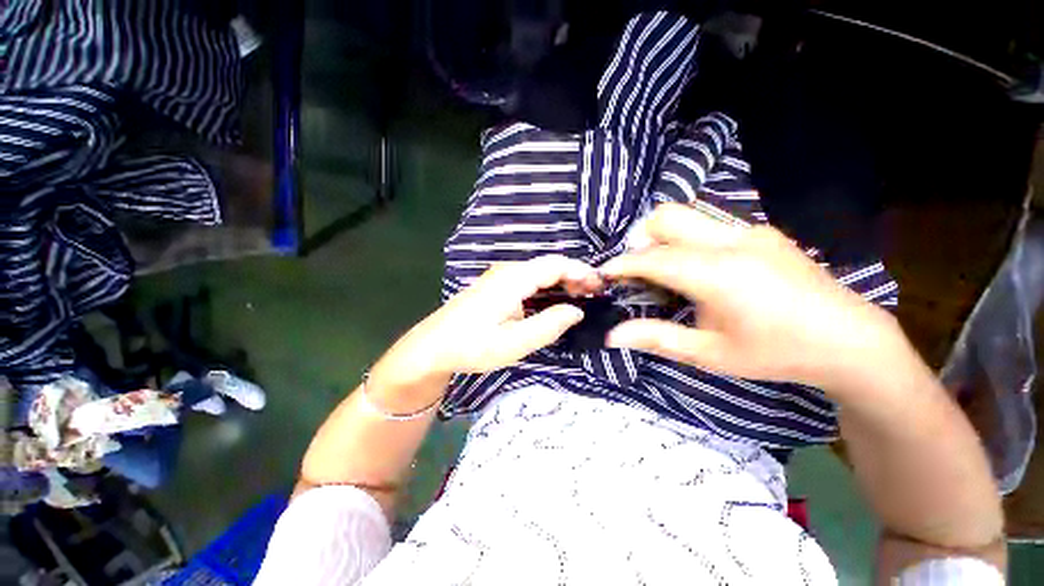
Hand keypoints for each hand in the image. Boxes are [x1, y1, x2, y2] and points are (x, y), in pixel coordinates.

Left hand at [370, 255, 600, 389]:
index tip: (600, 285)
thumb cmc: (472, 346)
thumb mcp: (513, 343)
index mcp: (513, 279)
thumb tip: (576, 311)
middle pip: (549, 266)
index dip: (581, 271)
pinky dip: (548, 287)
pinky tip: (556, 300)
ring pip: (540, 272)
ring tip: (583, 297)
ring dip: (562, 282)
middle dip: (575, 276)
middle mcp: (508, 271)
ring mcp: (501, 277)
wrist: (433, 346)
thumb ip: (548, 326)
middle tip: (596, 294)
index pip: (555, 265)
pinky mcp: (497, 286)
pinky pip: (530, 280)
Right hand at [602, 203, 902, 389]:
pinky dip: (689, 240)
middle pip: (667, 216)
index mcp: (717, 273)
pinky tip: (701, 270)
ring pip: (688, 216)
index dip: (622, 264)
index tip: (604, 273)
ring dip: (664, 238)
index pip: (652, 258)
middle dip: (641, 239)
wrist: (850, 340)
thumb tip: (612, 335)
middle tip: (638, 270)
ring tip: (666, 272)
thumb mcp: (709, 353)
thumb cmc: (775, 353)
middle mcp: (731, 241)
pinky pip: (710, 225)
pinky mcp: (762, 232)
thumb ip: (656, 338)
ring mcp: (750, 231)